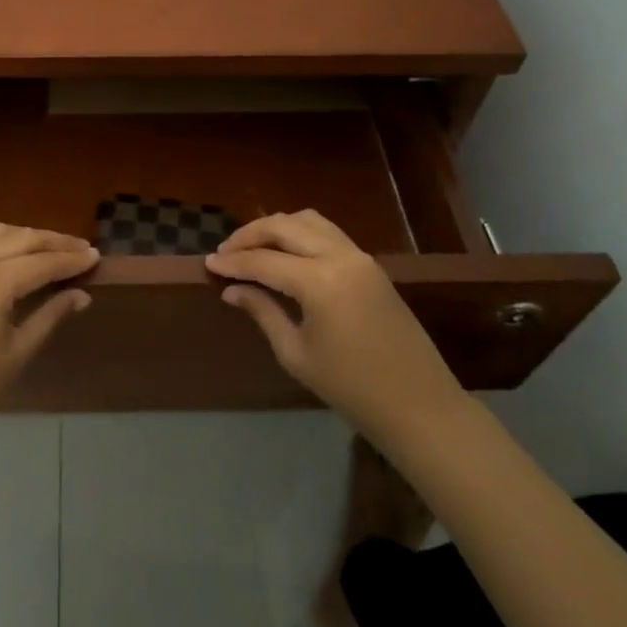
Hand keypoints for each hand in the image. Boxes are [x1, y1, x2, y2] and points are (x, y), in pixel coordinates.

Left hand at [0, 223, 96, 467]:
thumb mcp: (17, 355)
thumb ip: (50, 316)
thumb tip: (81, 295)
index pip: (42, 262)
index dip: (72, 259)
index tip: (96, 255)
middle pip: (20, 238)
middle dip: (53, 241)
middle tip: (81, 248)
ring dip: (25, 237)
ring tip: (50, 249)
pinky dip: (0, 245)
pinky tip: (13, 260)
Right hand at [206, 210, 465, 446]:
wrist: (419, 406)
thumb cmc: (352, 389)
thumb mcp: (296, 354)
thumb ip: (262, 312)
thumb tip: (232, 290)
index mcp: (319, 281)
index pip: (263, 261)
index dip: (232, 262)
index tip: (207, 264)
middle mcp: (340, 256)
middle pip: (284, 226)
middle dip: (250, 235)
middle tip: (225, 252)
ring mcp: (359, 256)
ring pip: (308, 221)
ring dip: (277, 227)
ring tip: (253, 248)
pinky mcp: (371, 264)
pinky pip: (328, 233)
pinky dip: (301, 234)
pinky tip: (285, 254)